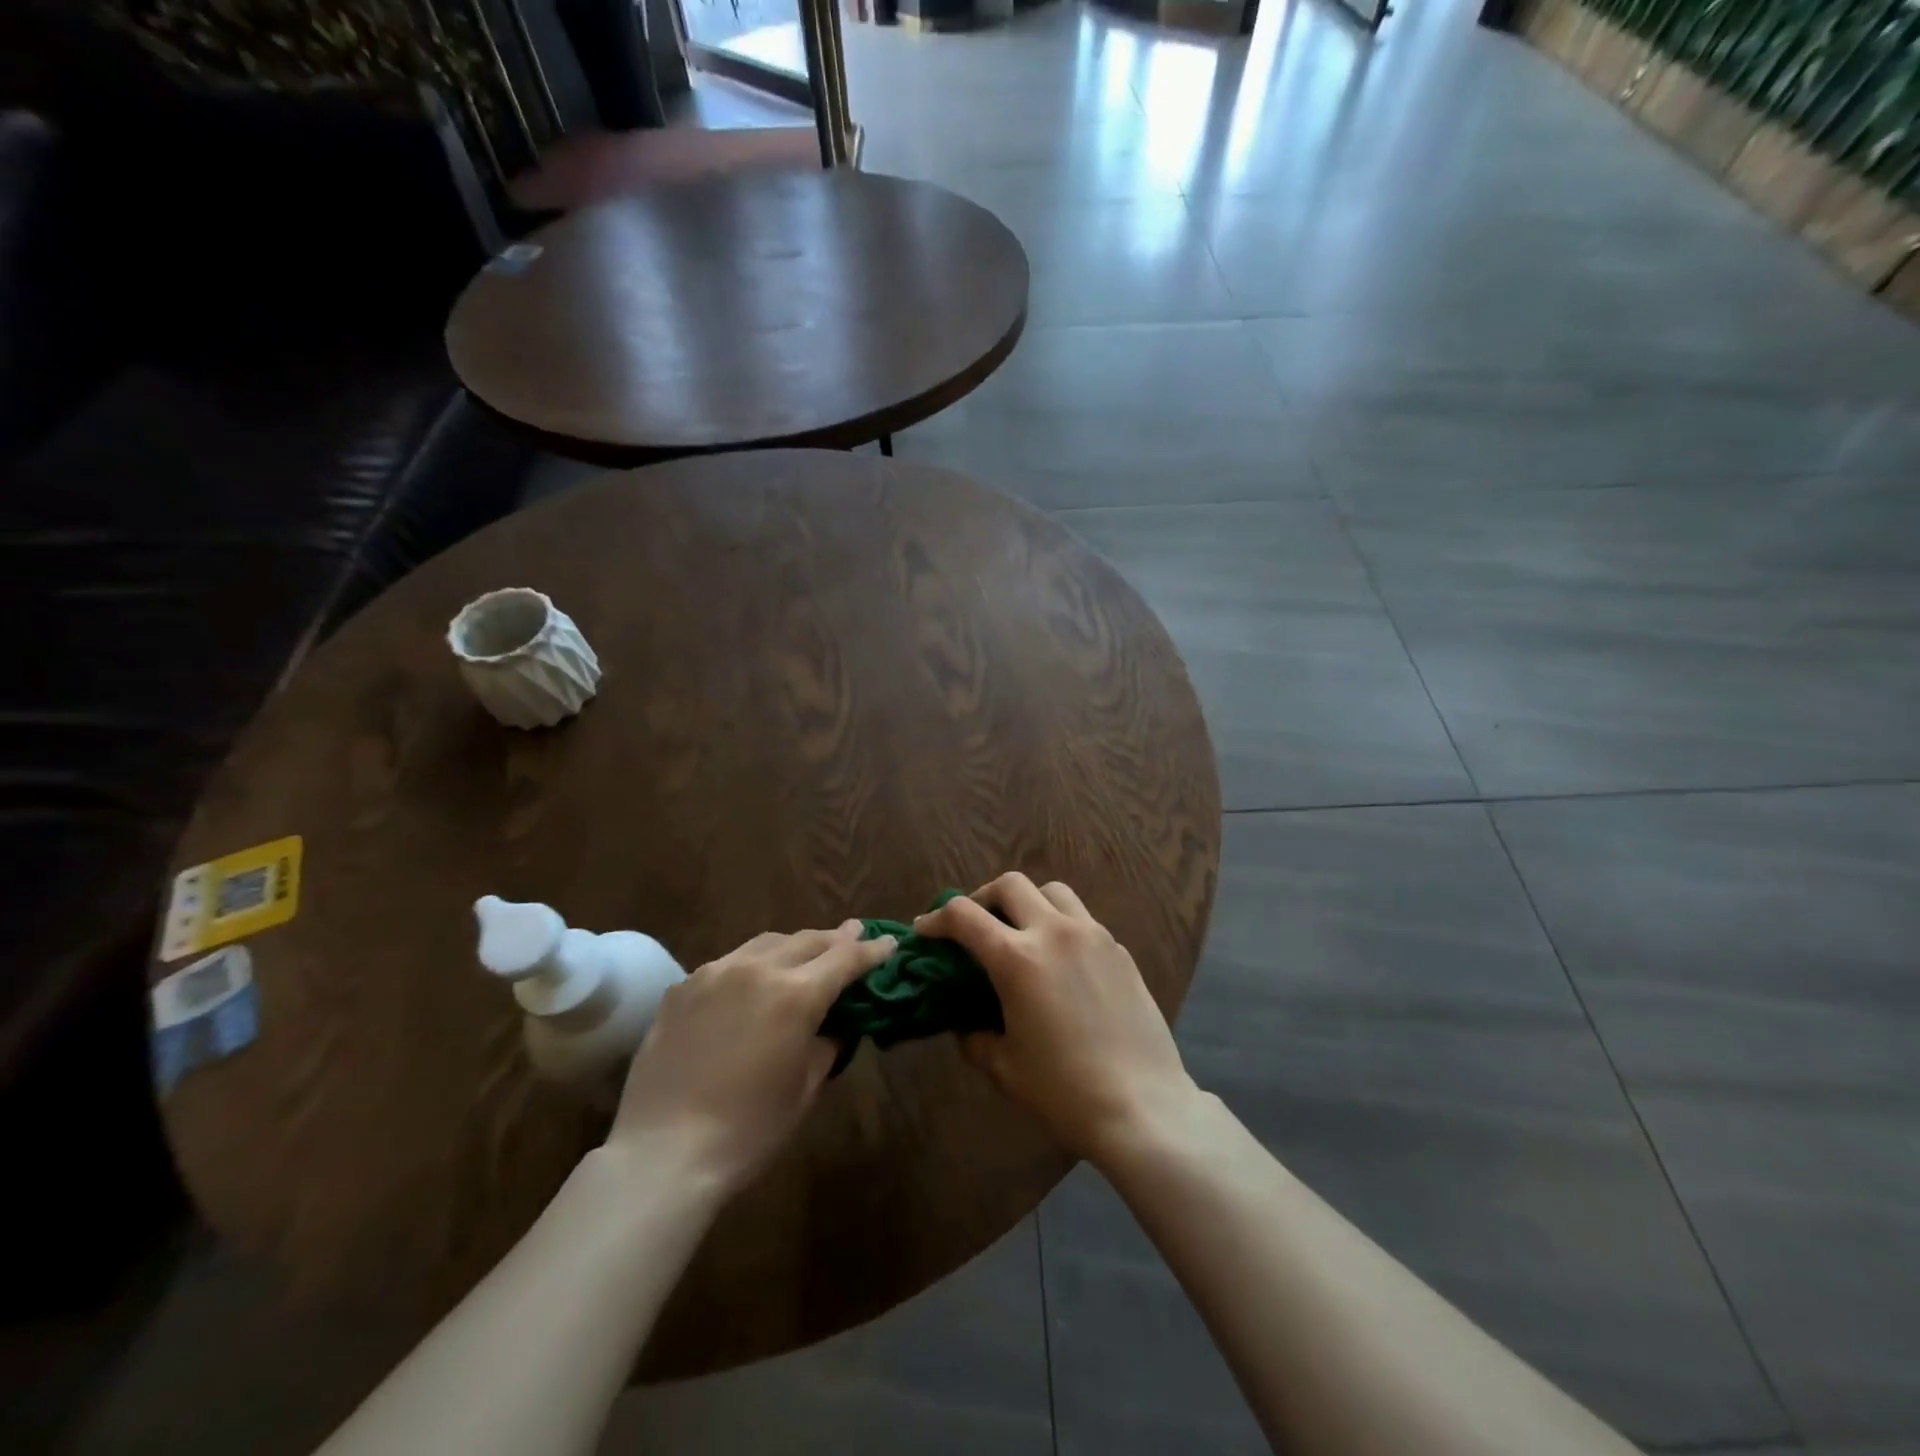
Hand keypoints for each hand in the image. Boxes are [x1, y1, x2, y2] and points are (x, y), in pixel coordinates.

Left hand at [606, 921, 895, 1193]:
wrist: (663, 1153)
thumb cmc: (748, 1130)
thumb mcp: (805, 1088)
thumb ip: (826, 1044)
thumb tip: (834, 1024)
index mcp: (795, 994)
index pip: (845, 959)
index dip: (872, 950)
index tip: (889, 943)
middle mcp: (756, 969)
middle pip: (807, 940)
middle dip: (835, 939)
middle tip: (853, 937)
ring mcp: (714, 973)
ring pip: (766, 943)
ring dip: (793, 946)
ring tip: (805, 955)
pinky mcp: (682, 988)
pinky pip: (727, 963)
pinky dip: (751, 965)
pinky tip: (751, 984)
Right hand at [915, 873, 1200, 1164]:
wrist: (1143, 1106)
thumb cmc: (1064, 1091)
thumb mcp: (1004, 1068)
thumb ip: (975, 1037)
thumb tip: (966, 1023)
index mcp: (1018, 959)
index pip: (965, 916)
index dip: (937, 919)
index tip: (925, 930)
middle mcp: (1055, 932)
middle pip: (1010, 884)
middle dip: (982, 898)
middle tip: (974, 925)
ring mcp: (1093, 936)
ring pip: (1053, 890)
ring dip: (1028, 902)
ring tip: (1021, 931)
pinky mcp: (1120, 950)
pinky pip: (1083, 919)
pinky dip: (1061, 925)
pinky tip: (1062, 962)